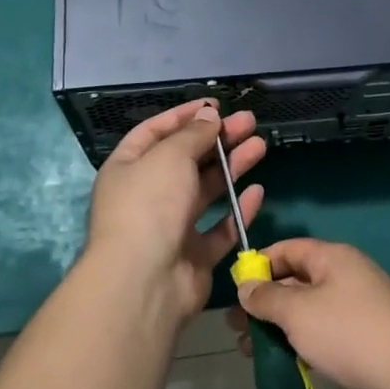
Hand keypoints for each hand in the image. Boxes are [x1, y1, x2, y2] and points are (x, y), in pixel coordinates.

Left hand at [83, 99, 265, 326]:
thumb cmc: (150, 205)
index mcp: (128, 168)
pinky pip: (219, 229)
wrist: (144, 282)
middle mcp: (147, 195)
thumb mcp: (170, 156)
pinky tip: (257, 192)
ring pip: (206, 191)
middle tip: (249, 122)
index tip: (216, 106)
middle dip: (217, 139)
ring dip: (232, 167)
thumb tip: (209, 117)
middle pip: (186, 159)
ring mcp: (171, 227)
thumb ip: (193, 135)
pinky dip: (238, 211)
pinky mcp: (193, 256)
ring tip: (261, 145)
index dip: (185, 116)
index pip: (156, 132)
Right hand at [229, 238, 389, 388]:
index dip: (259, 264)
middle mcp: (347, 274)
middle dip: (265, 303)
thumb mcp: (298, 313)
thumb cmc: (349, 334)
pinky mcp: (367, 334)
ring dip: (280, 326)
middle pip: (297, 280)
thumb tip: (246, 287)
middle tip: (237, 328)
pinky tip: (286, 363)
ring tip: (253, 352)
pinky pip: (326, 329)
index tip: (234, 290)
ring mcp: (360, 305)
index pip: (288, 249)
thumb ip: (266, 298)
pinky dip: (303, 341)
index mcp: (333, 257)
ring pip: (309, 308)